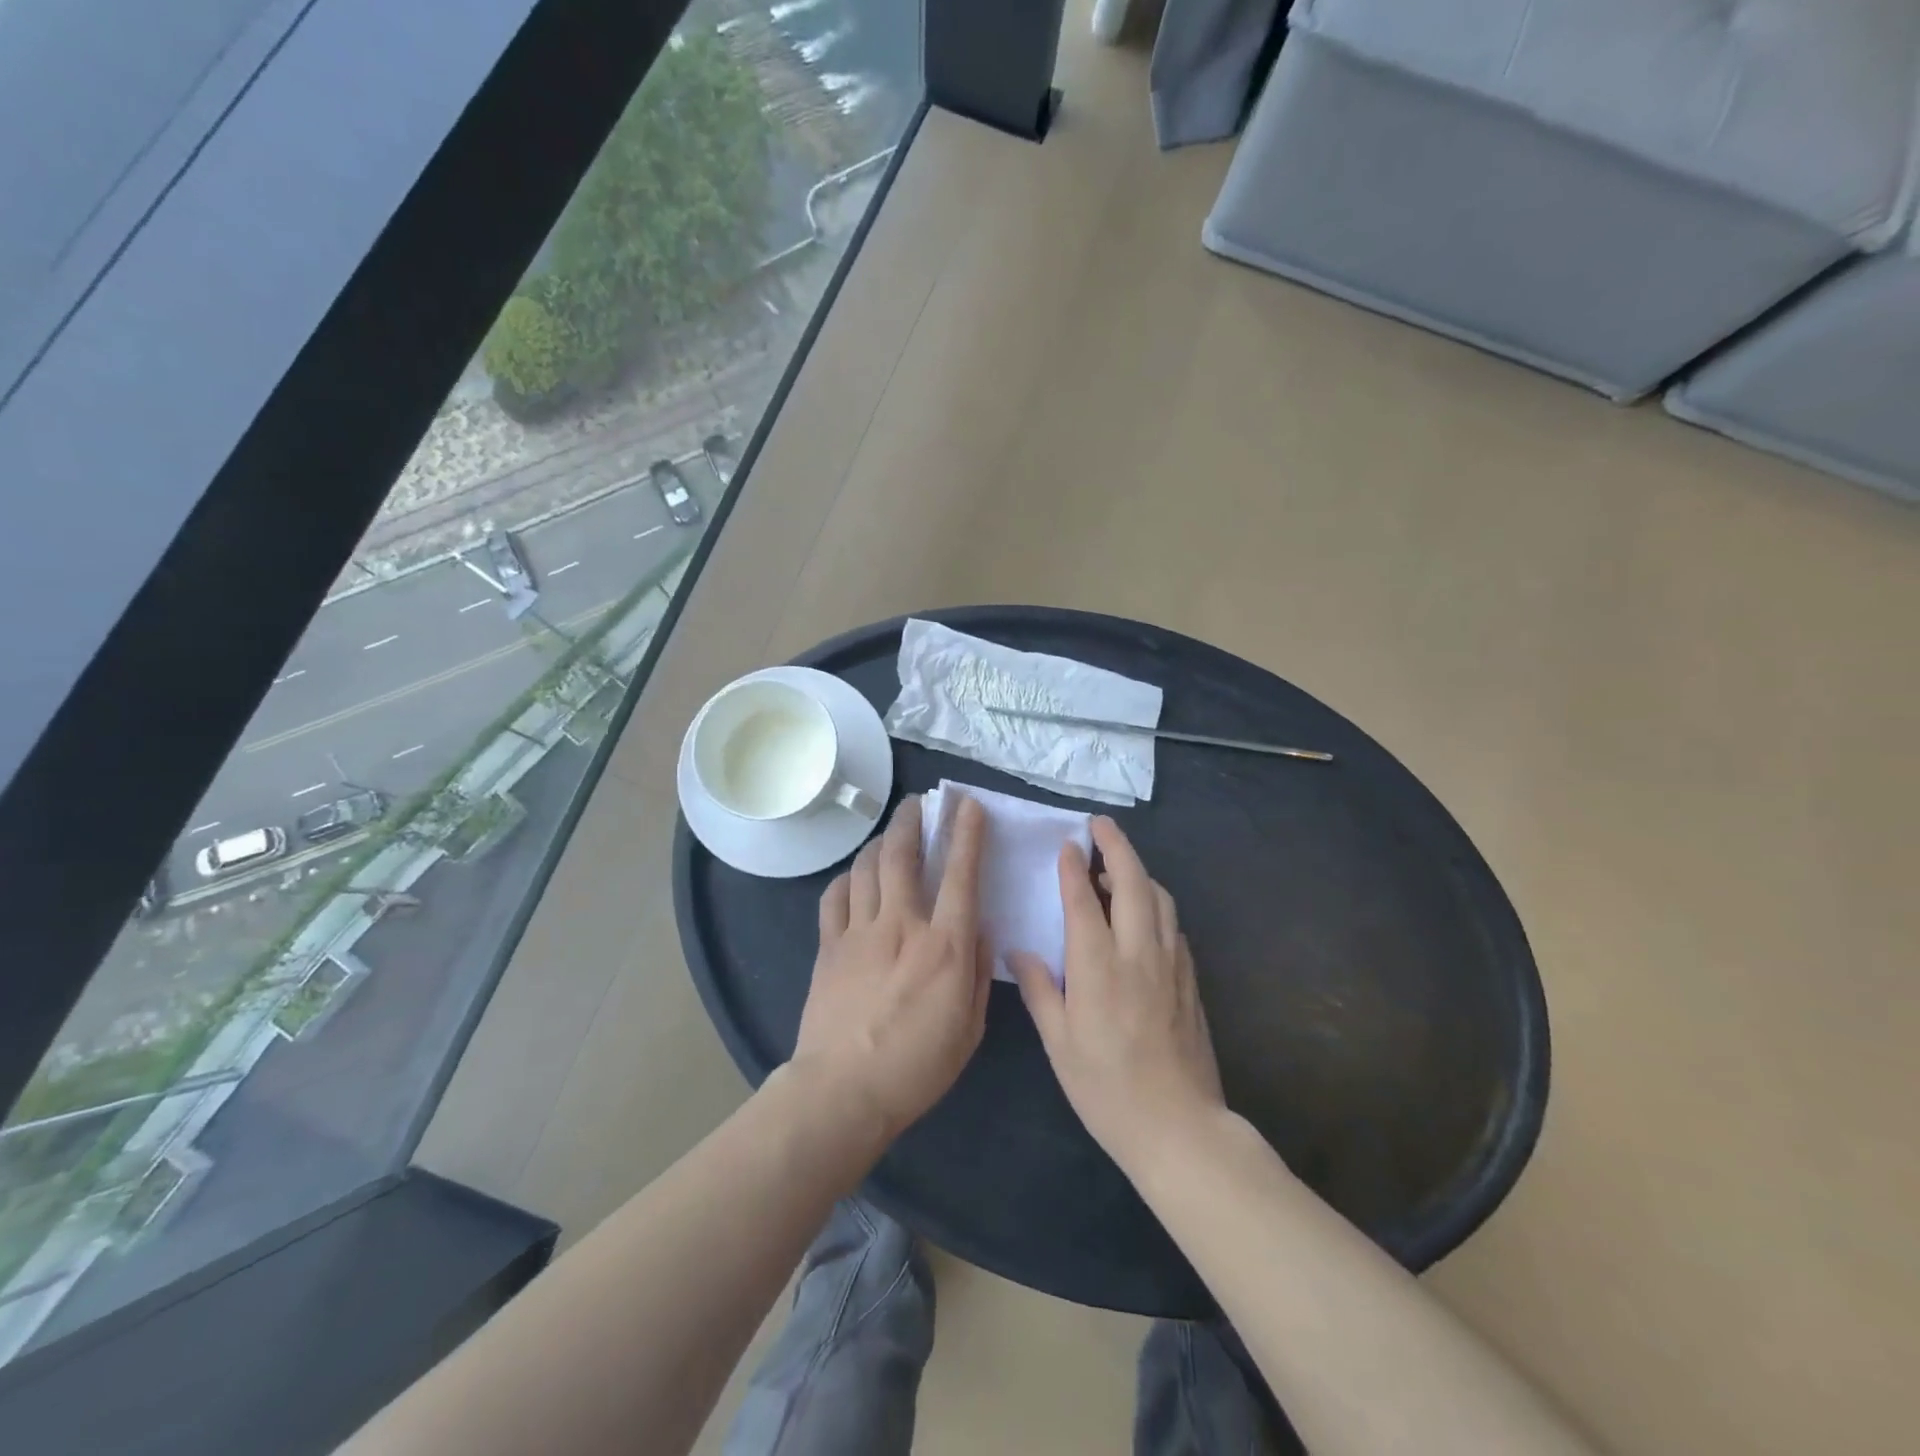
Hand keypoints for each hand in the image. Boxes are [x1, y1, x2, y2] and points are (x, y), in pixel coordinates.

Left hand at [791, 793, 991, 1145]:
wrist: (842, 1091)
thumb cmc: (916, 1066)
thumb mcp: (969, 1028)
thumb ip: (976, 972)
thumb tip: (979, 930)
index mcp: (943, 946)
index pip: (960, 875)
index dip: (966, 834)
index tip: (968, 806)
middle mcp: (901, 925)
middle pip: (902, 855)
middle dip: (913, 821)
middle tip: (919, 803)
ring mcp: (859, 932)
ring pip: (867, 867)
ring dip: (881, 841)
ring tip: (890, 833)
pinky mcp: (829, 946)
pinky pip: (836, 897)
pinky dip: (848, 878)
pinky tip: (855, 877)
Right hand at [1009, 816, 1224, 1174]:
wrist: (1179, 1128)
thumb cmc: (1106, 1090)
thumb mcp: (1059, 1044)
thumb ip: (1040, 990)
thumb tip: (1020, 950)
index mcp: (1098, 968)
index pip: (1084, 900)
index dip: (1073, 868)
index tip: (1067, 844)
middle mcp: (1138, 954)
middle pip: (1132, 882)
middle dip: (1116, 846)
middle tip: (1100, 825)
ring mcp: (1171, 964)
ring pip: (1160, 898)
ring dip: (1139, 871)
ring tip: (1117, 865)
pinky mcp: (1190, 979)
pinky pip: (1173, 924)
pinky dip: (1156, 902)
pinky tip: (1143, 913)